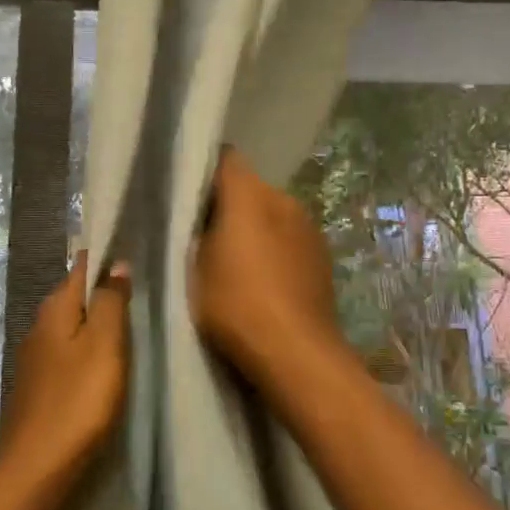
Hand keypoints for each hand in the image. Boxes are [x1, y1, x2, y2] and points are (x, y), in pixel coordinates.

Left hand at [0, 254, 131, 496]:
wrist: (37, 471)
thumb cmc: (78, 401)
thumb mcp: (105, 345)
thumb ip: (111, 302)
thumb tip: (115, 263)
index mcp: (54, 312)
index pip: (80, 269)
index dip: (103, 258)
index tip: (130, 250)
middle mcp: (39, 329)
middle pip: (74, 298)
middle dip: (101, 289)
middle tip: (138, 287)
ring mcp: (36, 362)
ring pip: (70, 328)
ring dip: (95, 322)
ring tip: (128, 323)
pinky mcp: (40, 391)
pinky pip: (68, 355)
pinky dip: (87, 350)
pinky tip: (104, 363)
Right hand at [193, 148, 342, 384]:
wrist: (296, 350)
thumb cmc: (236, 304)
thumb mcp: (194, 268)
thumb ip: (196, 231)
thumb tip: (198, 217)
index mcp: (249, 194)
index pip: (225, 160)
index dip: (204, 172)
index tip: (187, 195)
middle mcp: (283, 198)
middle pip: (249, 188)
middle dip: (228, 204)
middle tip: (204, 234)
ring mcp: (308, 225)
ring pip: (271, 212)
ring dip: (254, 227)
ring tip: (236, 260)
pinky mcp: (322, 252)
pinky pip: (289, 236)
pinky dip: (275, 246)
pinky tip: (265, 278)